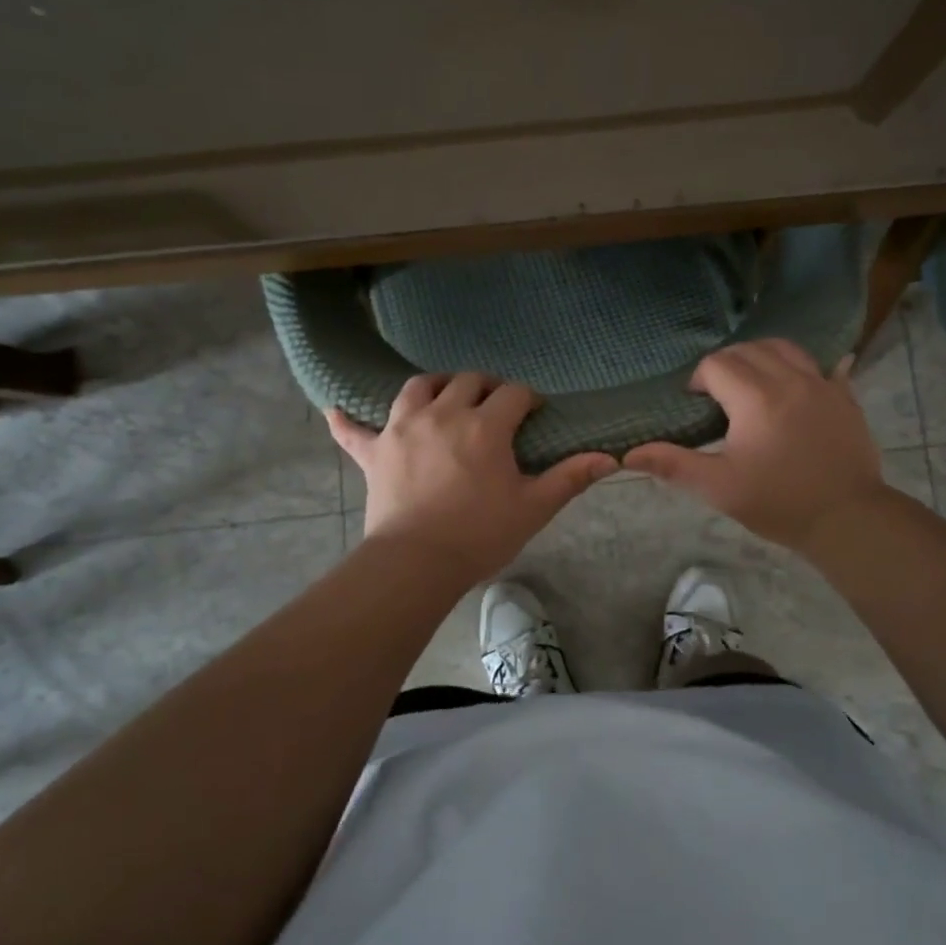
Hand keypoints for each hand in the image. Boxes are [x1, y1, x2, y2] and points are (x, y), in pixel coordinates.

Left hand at [328, 373, 616, 584]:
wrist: (417, 563)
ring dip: (434, 385)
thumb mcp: (533, 507)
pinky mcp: (374, 451)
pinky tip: (334, 410)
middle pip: (468, 381)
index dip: (528, 399)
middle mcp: (443, 413)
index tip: (535, 413)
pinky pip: (353, 430)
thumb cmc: (480, 534)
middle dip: (487, 387)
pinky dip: (346, 419)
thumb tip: (611, 458)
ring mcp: (403, 428)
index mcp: (485, 425)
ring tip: (444, 396)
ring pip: (417, 387)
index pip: (514, 394)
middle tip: (496, 407)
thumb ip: (570, 477)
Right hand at [623, 340, 883, 553]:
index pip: (716, 365)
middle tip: (718, 394)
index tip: (696, 405)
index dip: (699, 380)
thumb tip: (627, 455)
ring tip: (752, 383)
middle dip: (726, 364)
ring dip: (760, 356)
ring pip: (784, 348)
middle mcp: (789, 379)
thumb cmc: (778, 503)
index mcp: (755, 398)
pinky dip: (803, 367)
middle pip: (748, 349)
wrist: (848, 519)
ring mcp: (821, 384)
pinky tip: (797, 384)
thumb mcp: (719, 487)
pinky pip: (822, 365)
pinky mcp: (844, 396)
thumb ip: (673, 464)